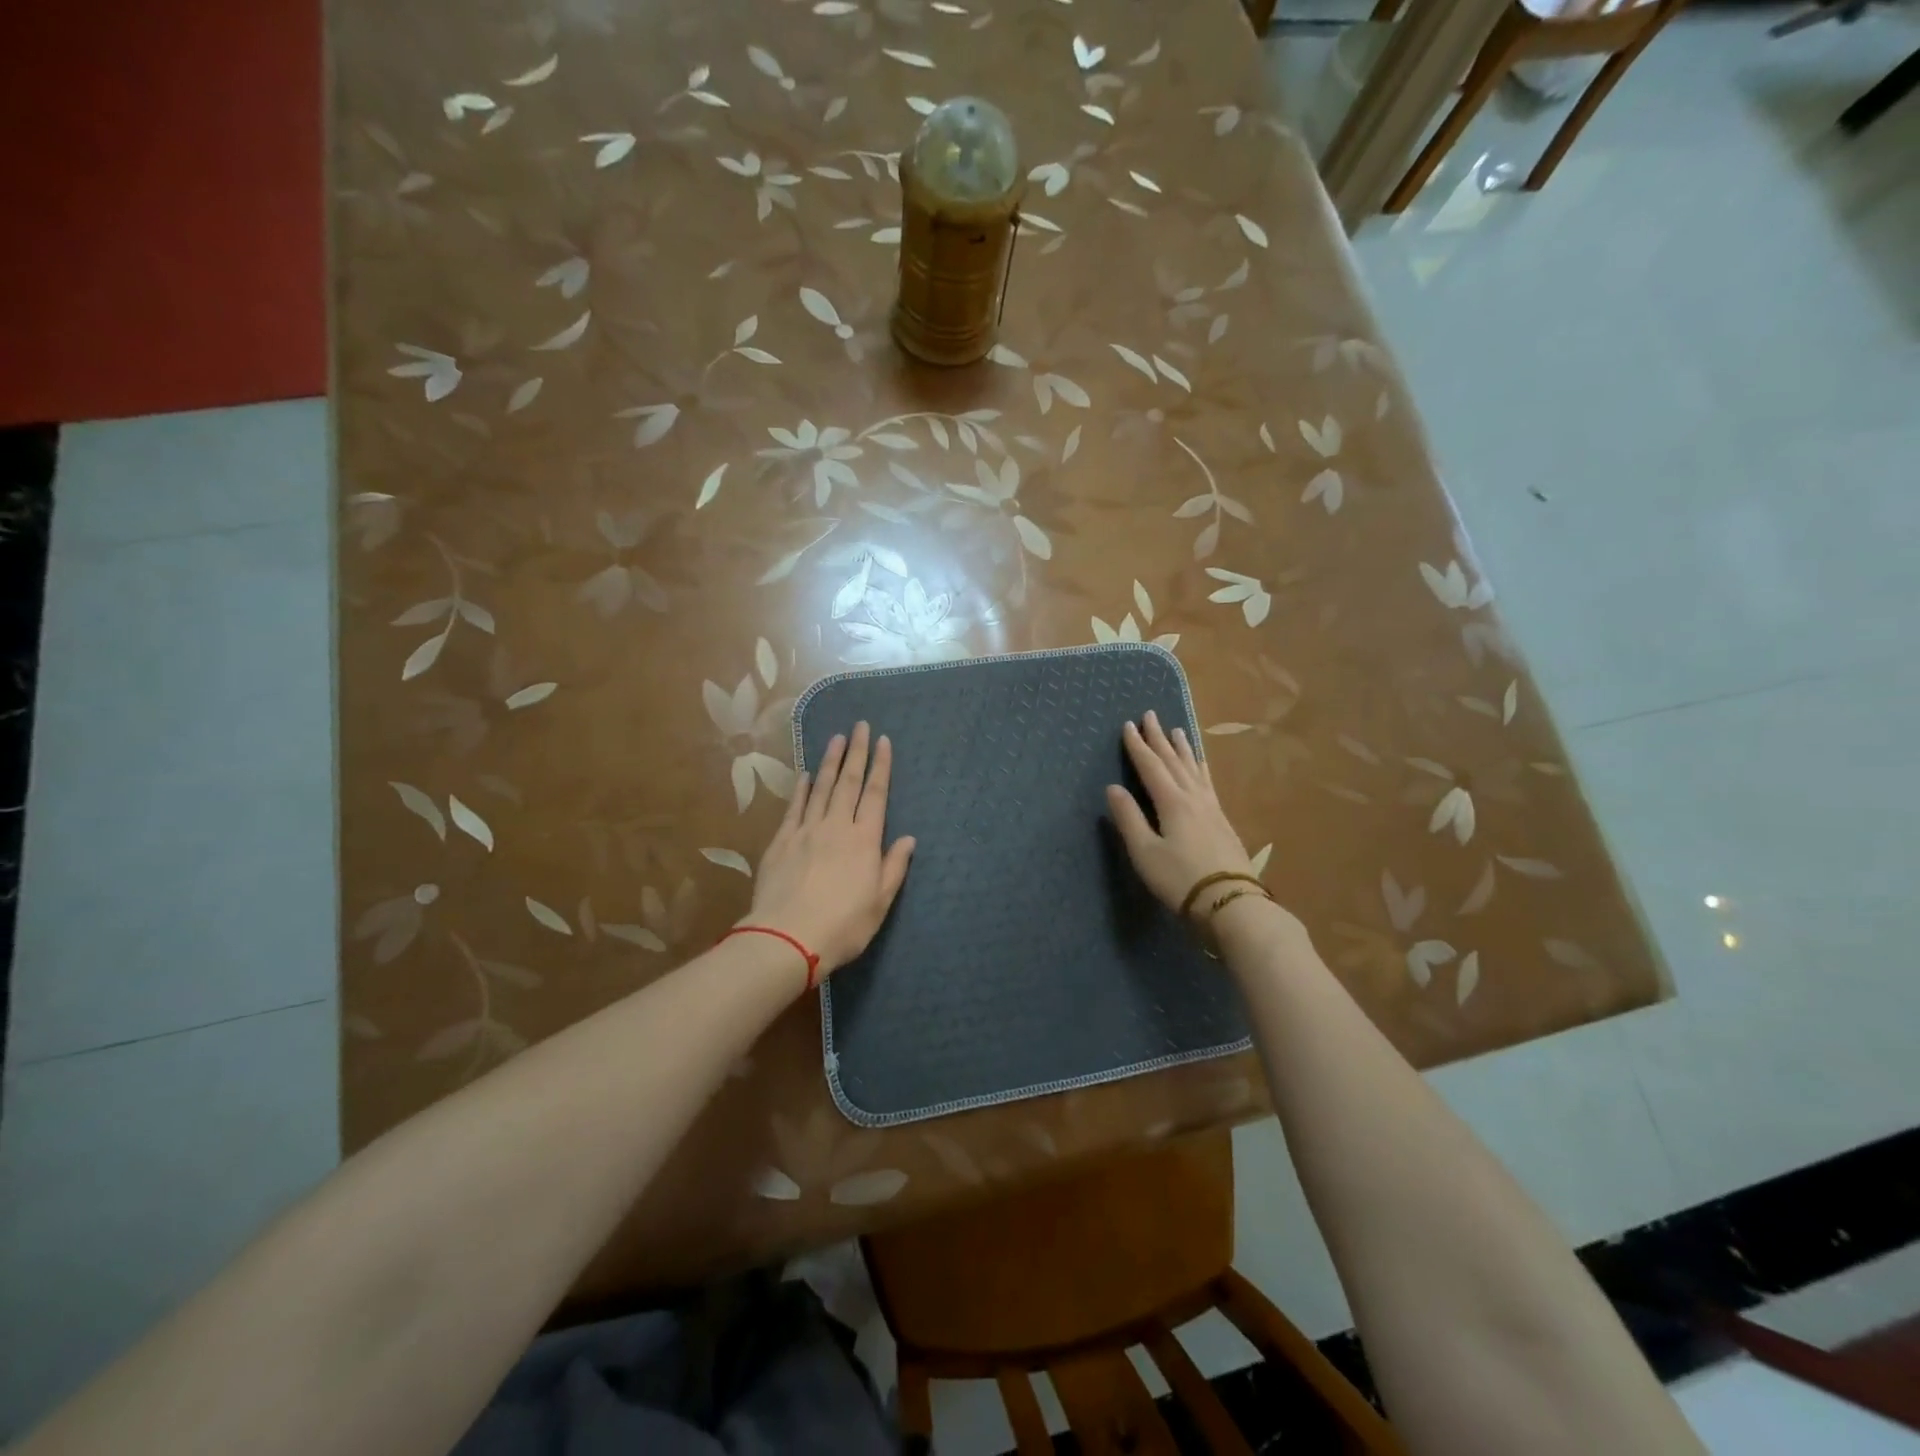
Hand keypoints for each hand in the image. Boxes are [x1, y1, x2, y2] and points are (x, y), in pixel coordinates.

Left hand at [747, 721, 916, 975]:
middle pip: (849, 782)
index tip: (883, 741)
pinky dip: (802, 788)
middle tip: (860, 726)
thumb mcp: (880, 902)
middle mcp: (836, 826)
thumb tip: (909, 838)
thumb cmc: (843, 925)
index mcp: (864, 840)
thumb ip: (894, 867)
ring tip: (837, 738)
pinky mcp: (782, 841)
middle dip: (857, 752)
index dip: (881, 766)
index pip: (876, 794)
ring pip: (821, 788)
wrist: (788, 938)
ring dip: (831, 761)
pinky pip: (795, 807)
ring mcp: (806, 831)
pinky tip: (806, 774)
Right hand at [1105, 711, 1255, 913]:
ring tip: (1177, 729)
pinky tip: (1200, 766)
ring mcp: (1211, 807)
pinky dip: (1200, 767)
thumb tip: (1112, 788)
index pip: (1150, 766)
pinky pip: (1207, 781)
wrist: (1230, 902)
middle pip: (1173, 761)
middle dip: (1159, 738)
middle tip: (1151, 715)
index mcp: (1172, 802)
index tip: (1128, 725)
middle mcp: (1193, 797)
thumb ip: (1129, 818)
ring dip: (1182, 748)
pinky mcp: (1222, 819)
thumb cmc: (1180, 879)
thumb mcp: (1145, 852)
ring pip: (1193, 768)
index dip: (1138, 746)